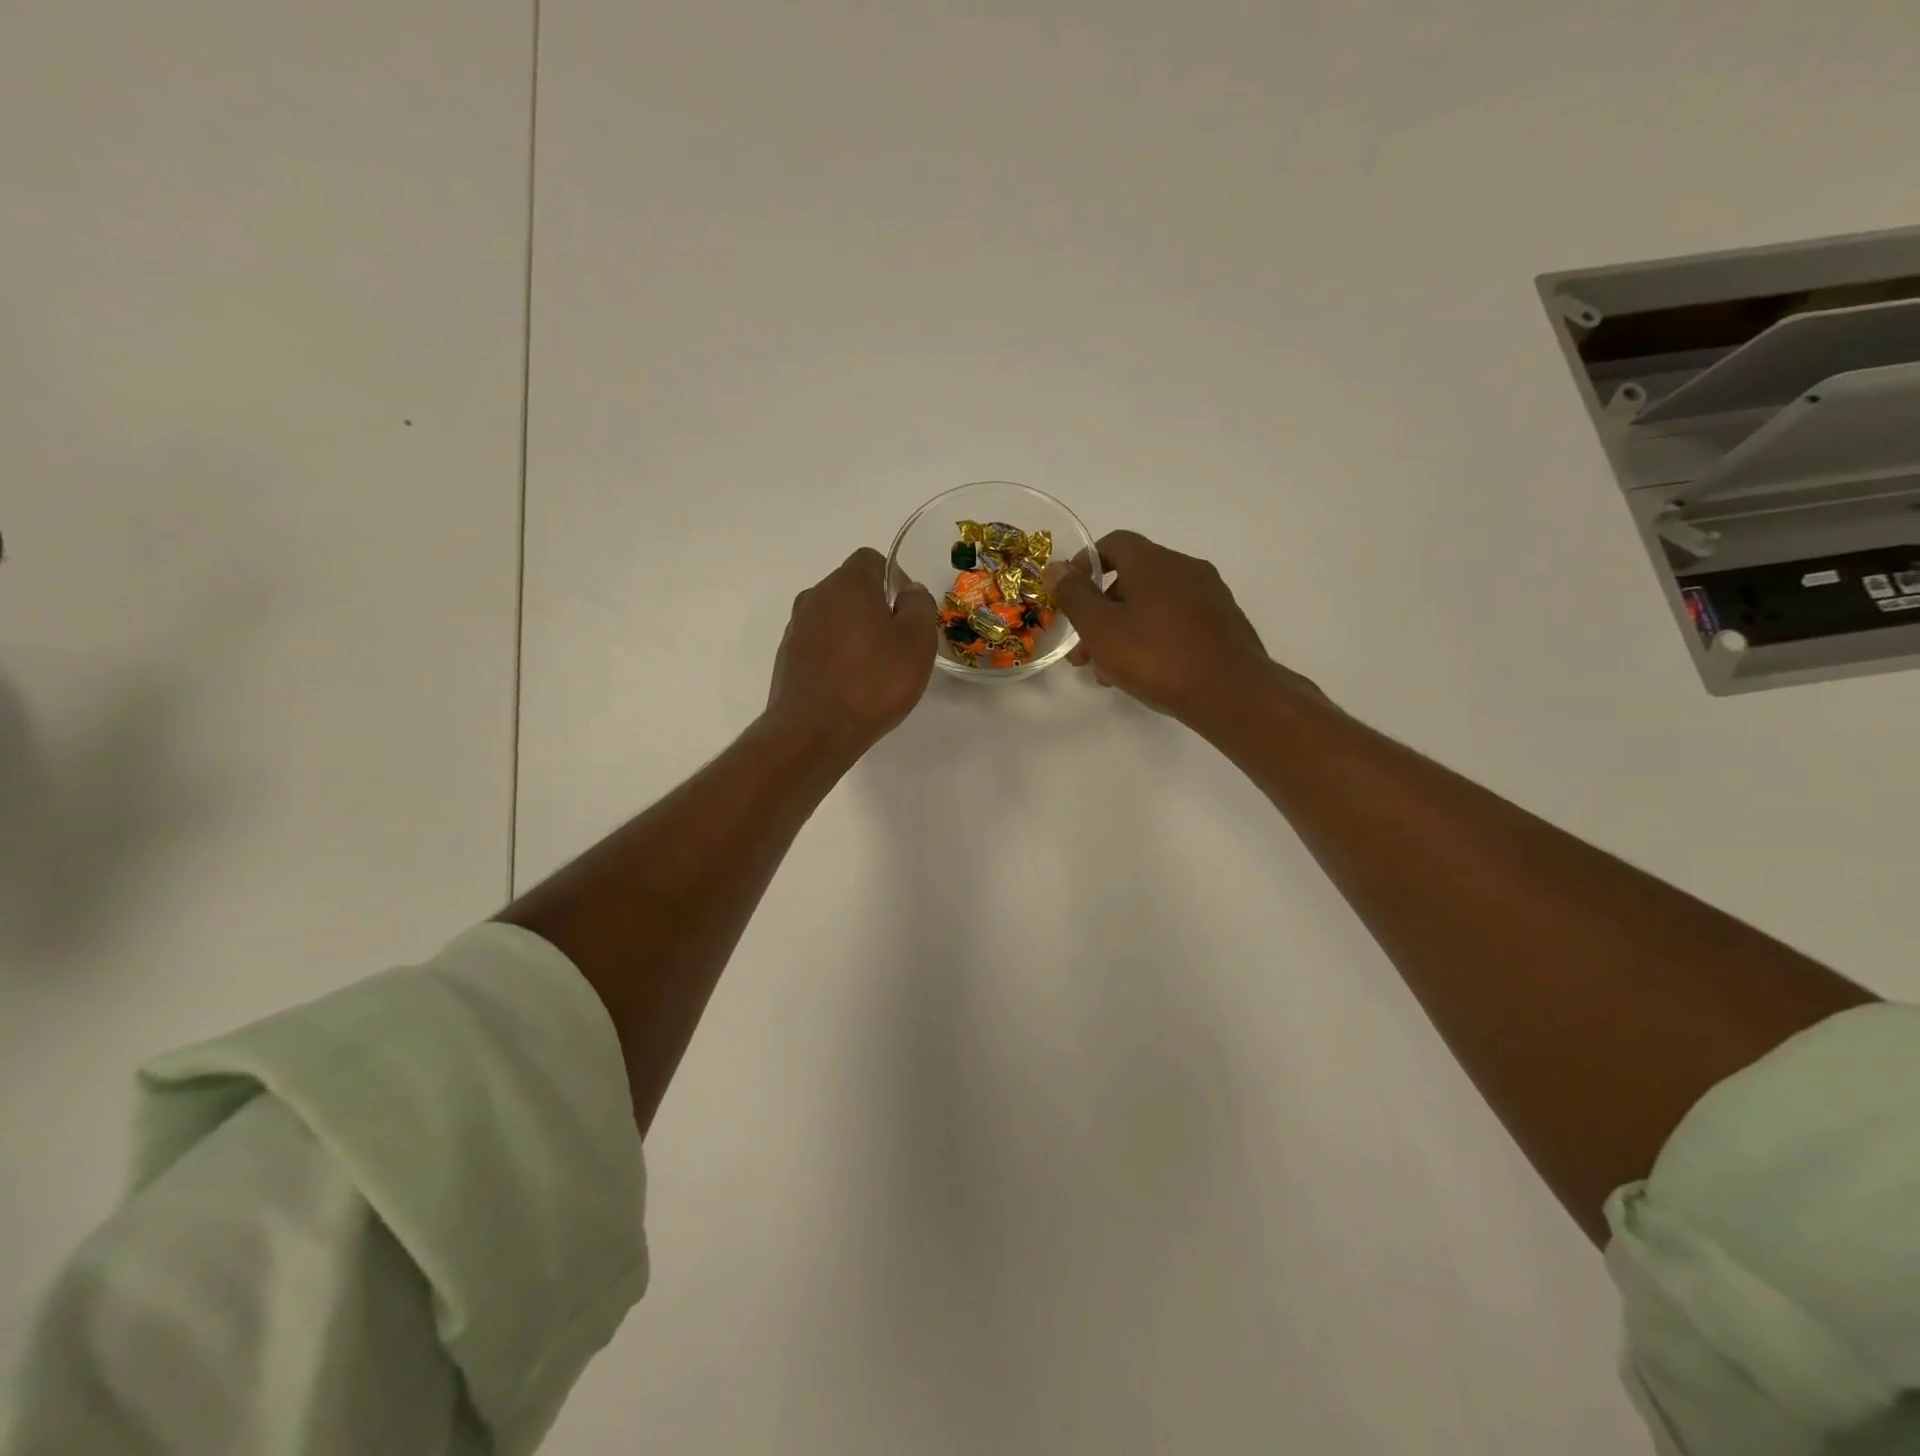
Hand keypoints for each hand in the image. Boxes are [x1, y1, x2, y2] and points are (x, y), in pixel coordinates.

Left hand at [767, 547, 938, 755]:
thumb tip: (909, 591)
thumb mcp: (917, 642)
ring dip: (853, 635)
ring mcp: (796, 628)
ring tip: (873, 671)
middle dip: (874, 609)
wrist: (813, 731)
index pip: (872, 559)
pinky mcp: (786, 658)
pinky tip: (849, 687)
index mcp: (848, 583)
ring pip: (833, 619)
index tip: (907, 613)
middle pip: (850, 590)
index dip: (894, 580)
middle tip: (896, 646)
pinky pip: (818, 646)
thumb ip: (919, 607)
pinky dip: (835, 657)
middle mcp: (815, 596)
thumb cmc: (873, 682)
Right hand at [1043, 529, 1306, 725]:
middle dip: (1101, 611)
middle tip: (1083, 652)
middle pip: (1132, 578)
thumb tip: (1055, 568)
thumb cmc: (1156, 656)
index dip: (1086, 564)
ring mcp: (1209, 596)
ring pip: (1154, 605)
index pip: (1115, 543)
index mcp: (1154, 562)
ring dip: (1125, 630)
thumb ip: (1074, 596)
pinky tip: (1145, 674)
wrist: (1231, 692)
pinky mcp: (1223, 624)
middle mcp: (1184, 568)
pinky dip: (1154, 638)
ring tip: (1108, 672)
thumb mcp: (1101, 628)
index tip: (1070, 595)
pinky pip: (1177, 622)